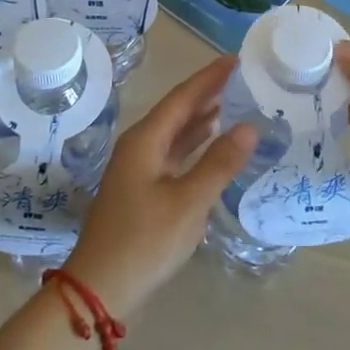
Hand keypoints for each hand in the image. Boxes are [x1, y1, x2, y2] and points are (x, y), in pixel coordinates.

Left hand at [65, 56, 256, 319]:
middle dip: (207, 93)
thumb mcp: (188, 203)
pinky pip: (173, 154)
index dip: (209, 77)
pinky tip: (210, 145)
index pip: (183, 97)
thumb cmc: (144, 241)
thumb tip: (250, 126)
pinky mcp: (142, 192)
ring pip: (174, 133)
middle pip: (177, 111)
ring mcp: (138, 170)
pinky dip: (194, 145)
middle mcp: (139, 146)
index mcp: (145, 140)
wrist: (99, 291)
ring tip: (232, 103)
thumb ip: (219, 163)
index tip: (235, 59)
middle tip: (240, 79)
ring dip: (201, 118)